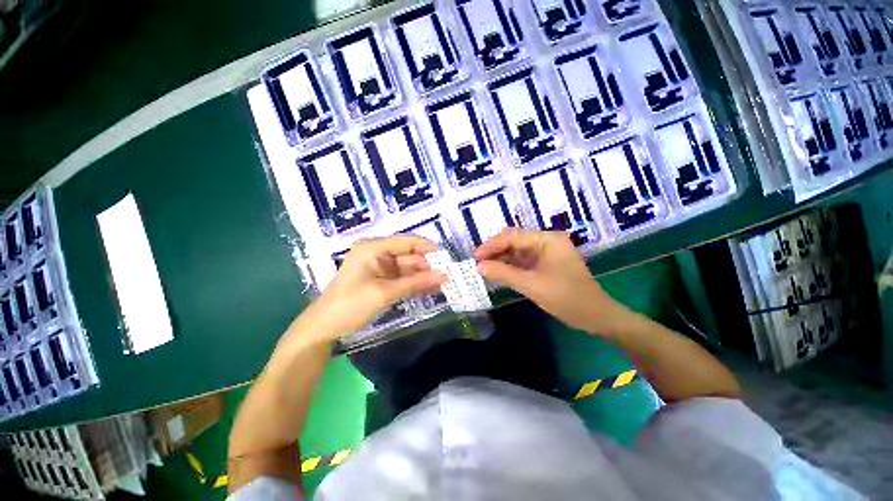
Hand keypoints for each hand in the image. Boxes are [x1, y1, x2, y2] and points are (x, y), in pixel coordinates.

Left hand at [299, 236, 444, 341]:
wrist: (324, 328)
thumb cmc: (350, 305)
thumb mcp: (384, 293)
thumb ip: (415, 283)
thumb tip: (444, 276)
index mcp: (373, 248)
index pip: (406, 241)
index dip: (427, 247)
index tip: (446, 257)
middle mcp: (377, 254)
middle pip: (408, 256)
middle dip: (427, 266)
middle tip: (449, 276)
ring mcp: (380, 268)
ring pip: (408, 269)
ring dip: (423, 277)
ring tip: (444, 285)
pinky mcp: (381, 281)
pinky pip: (403, 279)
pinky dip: (415, 284)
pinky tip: (431, 289)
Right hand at [474, 229, 626, 333]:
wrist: (596, 317)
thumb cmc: (567, 298)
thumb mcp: (532, 286)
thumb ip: (504, 274)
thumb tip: (478, 267)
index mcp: (547, 239)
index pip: (512, 236)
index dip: (491, 246)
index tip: (474, 257)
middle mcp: (546, 241)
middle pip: (513, 241)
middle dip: (494, 251)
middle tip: (476, 263)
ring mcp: (546, 252)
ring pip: (516, 251)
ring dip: (500, 259)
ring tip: (483, 268)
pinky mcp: (545, 263)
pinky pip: (522, 261)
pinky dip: (509, 266)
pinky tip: (497, 272)